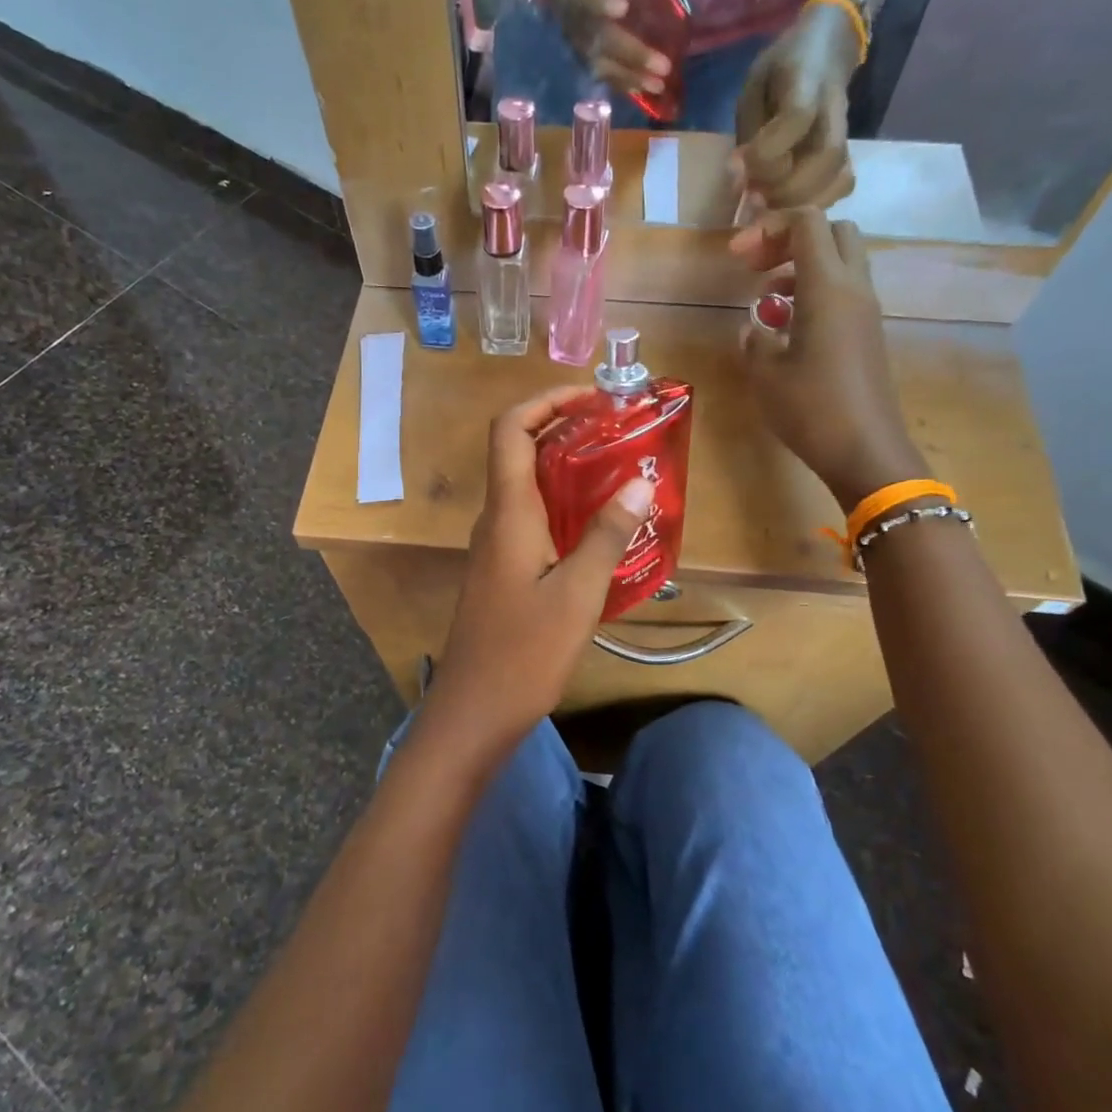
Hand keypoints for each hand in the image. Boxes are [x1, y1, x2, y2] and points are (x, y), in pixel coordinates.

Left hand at [422, 387, 655, 758]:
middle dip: (565, 431)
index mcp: (508, 514)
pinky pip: (531, 522)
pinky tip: (599, 530)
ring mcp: (495, 549)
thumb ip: (605, 536)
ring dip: (566, 471)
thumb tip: (638, 484)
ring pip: (526, 489)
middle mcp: (495, 521)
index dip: (544, 401)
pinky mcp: (502, 574)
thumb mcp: (577, 594)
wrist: (473, 713)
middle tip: (619, 433)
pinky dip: (562, 509)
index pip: (509, 430)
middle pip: (518, 453)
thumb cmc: (524, 653)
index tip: (591, 398)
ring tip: (619, 473)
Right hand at [546, 0, 670, 97]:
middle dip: (634, 54)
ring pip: (604, 65)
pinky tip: (644, 90)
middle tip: (663, 66)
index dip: (602, 3)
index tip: (622, 8)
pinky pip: (603, 75)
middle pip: (603, 41)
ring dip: (632, 77)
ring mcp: (577, 43)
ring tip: (658, 86)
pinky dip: (623, 84)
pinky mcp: (582, 58)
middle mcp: (574, 20)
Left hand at [733, 3, 859, 210]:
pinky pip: (841, 186)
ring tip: (767, 209)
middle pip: (827, 156)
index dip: (767, 151)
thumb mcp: (754, 90)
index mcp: (806, 81)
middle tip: (753, 199)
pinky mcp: (847, 153)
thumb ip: (748, 132)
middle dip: (784, 188)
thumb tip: (738, 180)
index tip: (739, 163)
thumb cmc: (780, 71)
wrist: (825, 50)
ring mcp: (845, 134)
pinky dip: (814, 205)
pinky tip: (788, 209)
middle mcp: (834, 110)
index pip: (797, 116)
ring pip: (838, 178)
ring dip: (799, 203)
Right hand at [734, 210, 925, 509]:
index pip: (807, 223)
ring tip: (767, 302)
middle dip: (791, 240)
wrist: (866, 451)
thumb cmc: (811, 409)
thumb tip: (755, 327)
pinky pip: (844, 294)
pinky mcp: (868, 335)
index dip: (768, 228)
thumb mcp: (766, 374)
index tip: (737, 257)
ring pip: (840, 263)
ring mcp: (866, 312)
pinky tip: (788, 329)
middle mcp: (854, 289)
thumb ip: (755, 340)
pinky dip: (815, 294)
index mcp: (828, 288)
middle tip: (757, 269)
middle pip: (833, 233)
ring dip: (802, 269)